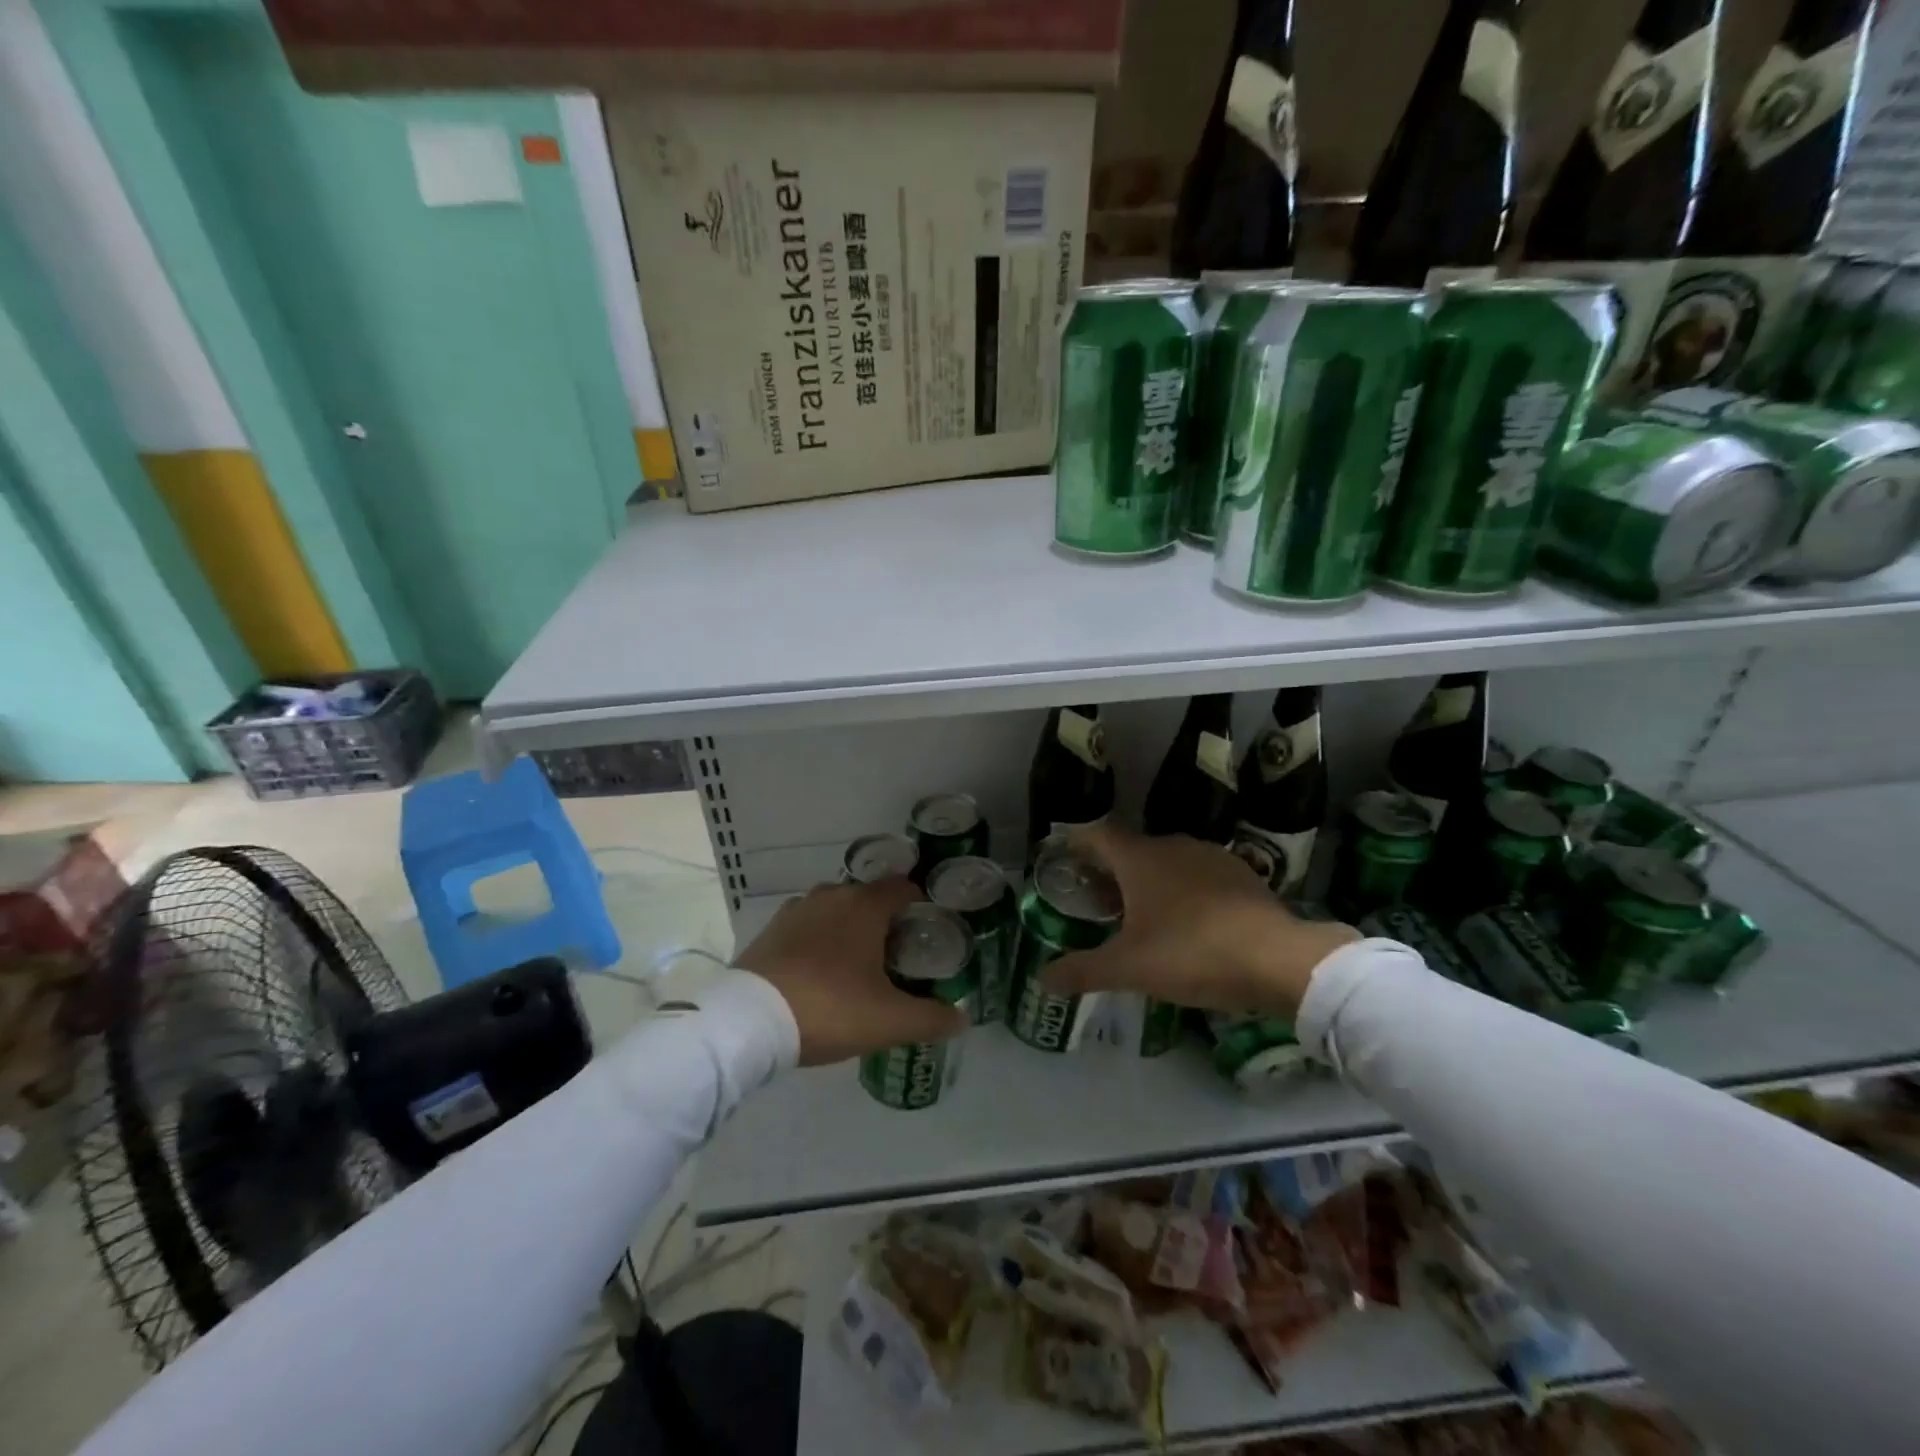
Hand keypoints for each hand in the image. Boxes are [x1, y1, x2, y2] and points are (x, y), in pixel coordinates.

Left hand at [735, 878, 968, 1065]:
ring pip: (836, 910)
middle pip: (869, 899)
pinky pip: (808, 926)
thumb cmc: (830, 1008)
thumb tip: (962, 1017)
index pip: (903, 887)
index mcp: (865, 905)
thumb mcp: (889, 1021)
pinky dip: (819, 940)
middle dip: (885, 921)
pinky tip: (820, 971)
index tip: (929, 932)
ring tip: (858, 966)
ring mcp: (797, 909)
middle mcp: (832, 895)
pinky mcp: (771, 929)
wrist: (750, 1022)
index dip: (921, 905)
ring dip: (849, 930)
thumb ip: (932, 1018)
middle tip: (897, 958)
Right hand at [1043, 825, 1360, 1019]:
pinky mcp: (1241, 875)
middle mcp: (1172, 846)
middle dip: (1110, 871)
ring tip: (1139, 915)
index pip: (1097, 836)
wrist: (1279, 959)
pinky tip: (1187, 922)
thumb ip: (1082, 970)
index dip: (1077, 844)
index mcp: (1140, 858)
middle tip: (1096, 900)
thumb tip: (1041, 979)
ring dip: (1148, 881)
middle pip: (1131, 850)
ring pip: (1167, 862)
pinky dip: (1182, 891)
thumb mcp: (1129, 968)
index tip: (1062, 857)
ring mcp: (1211, 857)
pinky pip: (1197, 876)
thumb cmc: (1191, 954)